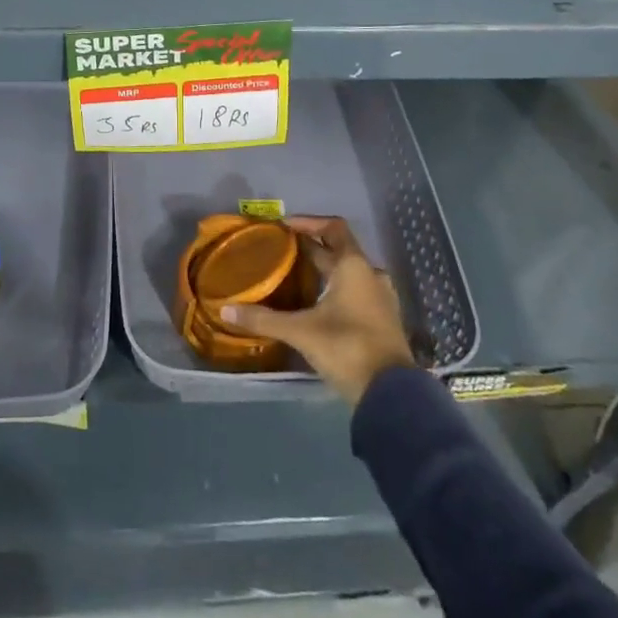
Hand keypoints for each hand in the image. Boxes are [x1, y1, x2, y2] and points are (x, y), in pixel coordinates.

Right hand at [220, 216, 416, 404]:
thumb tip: (225, 310)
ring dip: (325, 269)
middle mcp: (370, 275)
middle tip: (281, 250)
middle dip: (311, 247)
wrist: (392, 395)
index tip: (284, 226)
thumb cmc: (347, 348)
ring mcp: (380, 299)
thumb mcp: (301, 331)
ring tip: (296, 276)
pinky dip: (337, 289)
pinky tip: (316, 304)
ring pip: (349, 272)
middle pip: (339, 249)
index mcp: (354, 266)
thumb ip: (264, 319)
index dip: (309, 222)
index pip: (333, 227)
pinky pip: (356, 292)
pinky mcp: (382, 321)